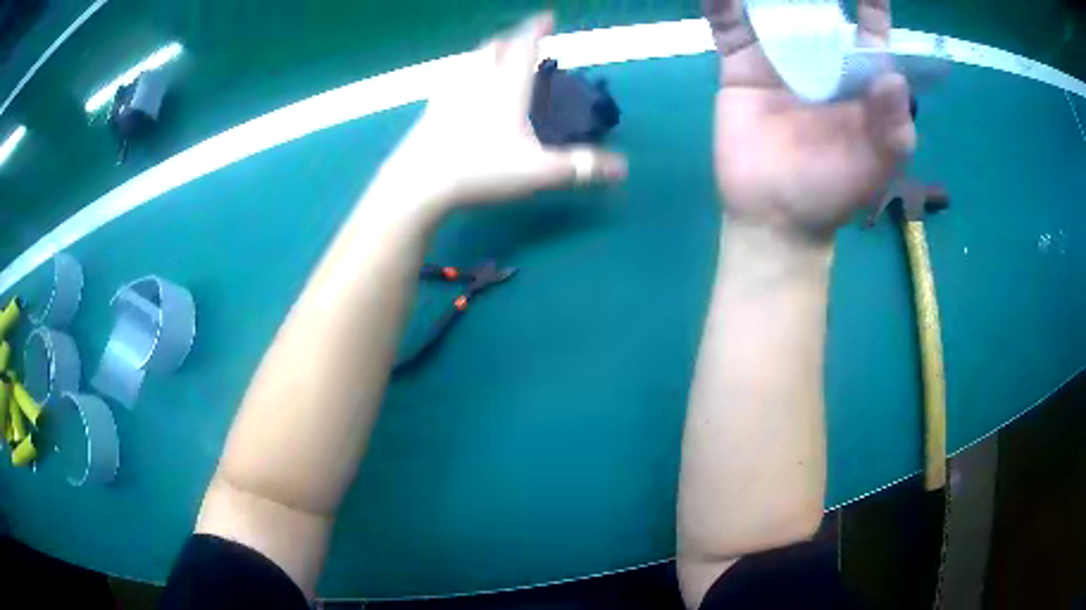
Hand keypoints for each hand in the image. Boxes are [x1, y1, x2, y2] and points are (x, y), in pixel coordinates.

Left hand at [381, 13, 626, 209]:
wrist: (417, 185)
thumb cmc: (479, 170)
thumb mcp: (537, 171)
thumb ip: (580, 167)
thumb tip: (624, 168)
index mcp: (504, 87)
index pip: (523, 46)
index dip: (537, 28)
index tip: (547, 16)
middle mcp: (474, 81)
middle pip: (492, 47)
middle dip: (511, 38)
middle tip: (524, 40)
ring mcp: (447, 95)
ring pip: (468, 61)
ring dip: (485, 52)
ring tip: (495, 57)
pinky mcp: (428, 112)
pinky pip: (448, 81)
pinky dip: (462, 75)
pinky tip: (460, 89)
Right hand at [705, 0, 915, 239]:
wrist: (774, 216)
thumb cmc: (831, 193)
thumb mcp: (874, 168)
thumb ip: (892, 129)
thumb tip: (895, 79)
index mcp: (859, 79)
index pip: (870, 31)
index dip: (872, 4)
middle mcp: (822, 58)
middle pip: (819, 6)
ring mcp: (779, 58)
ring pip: (773, 8)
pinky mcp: (740, 65)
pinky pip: (728, 26)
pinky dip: (720, 2)